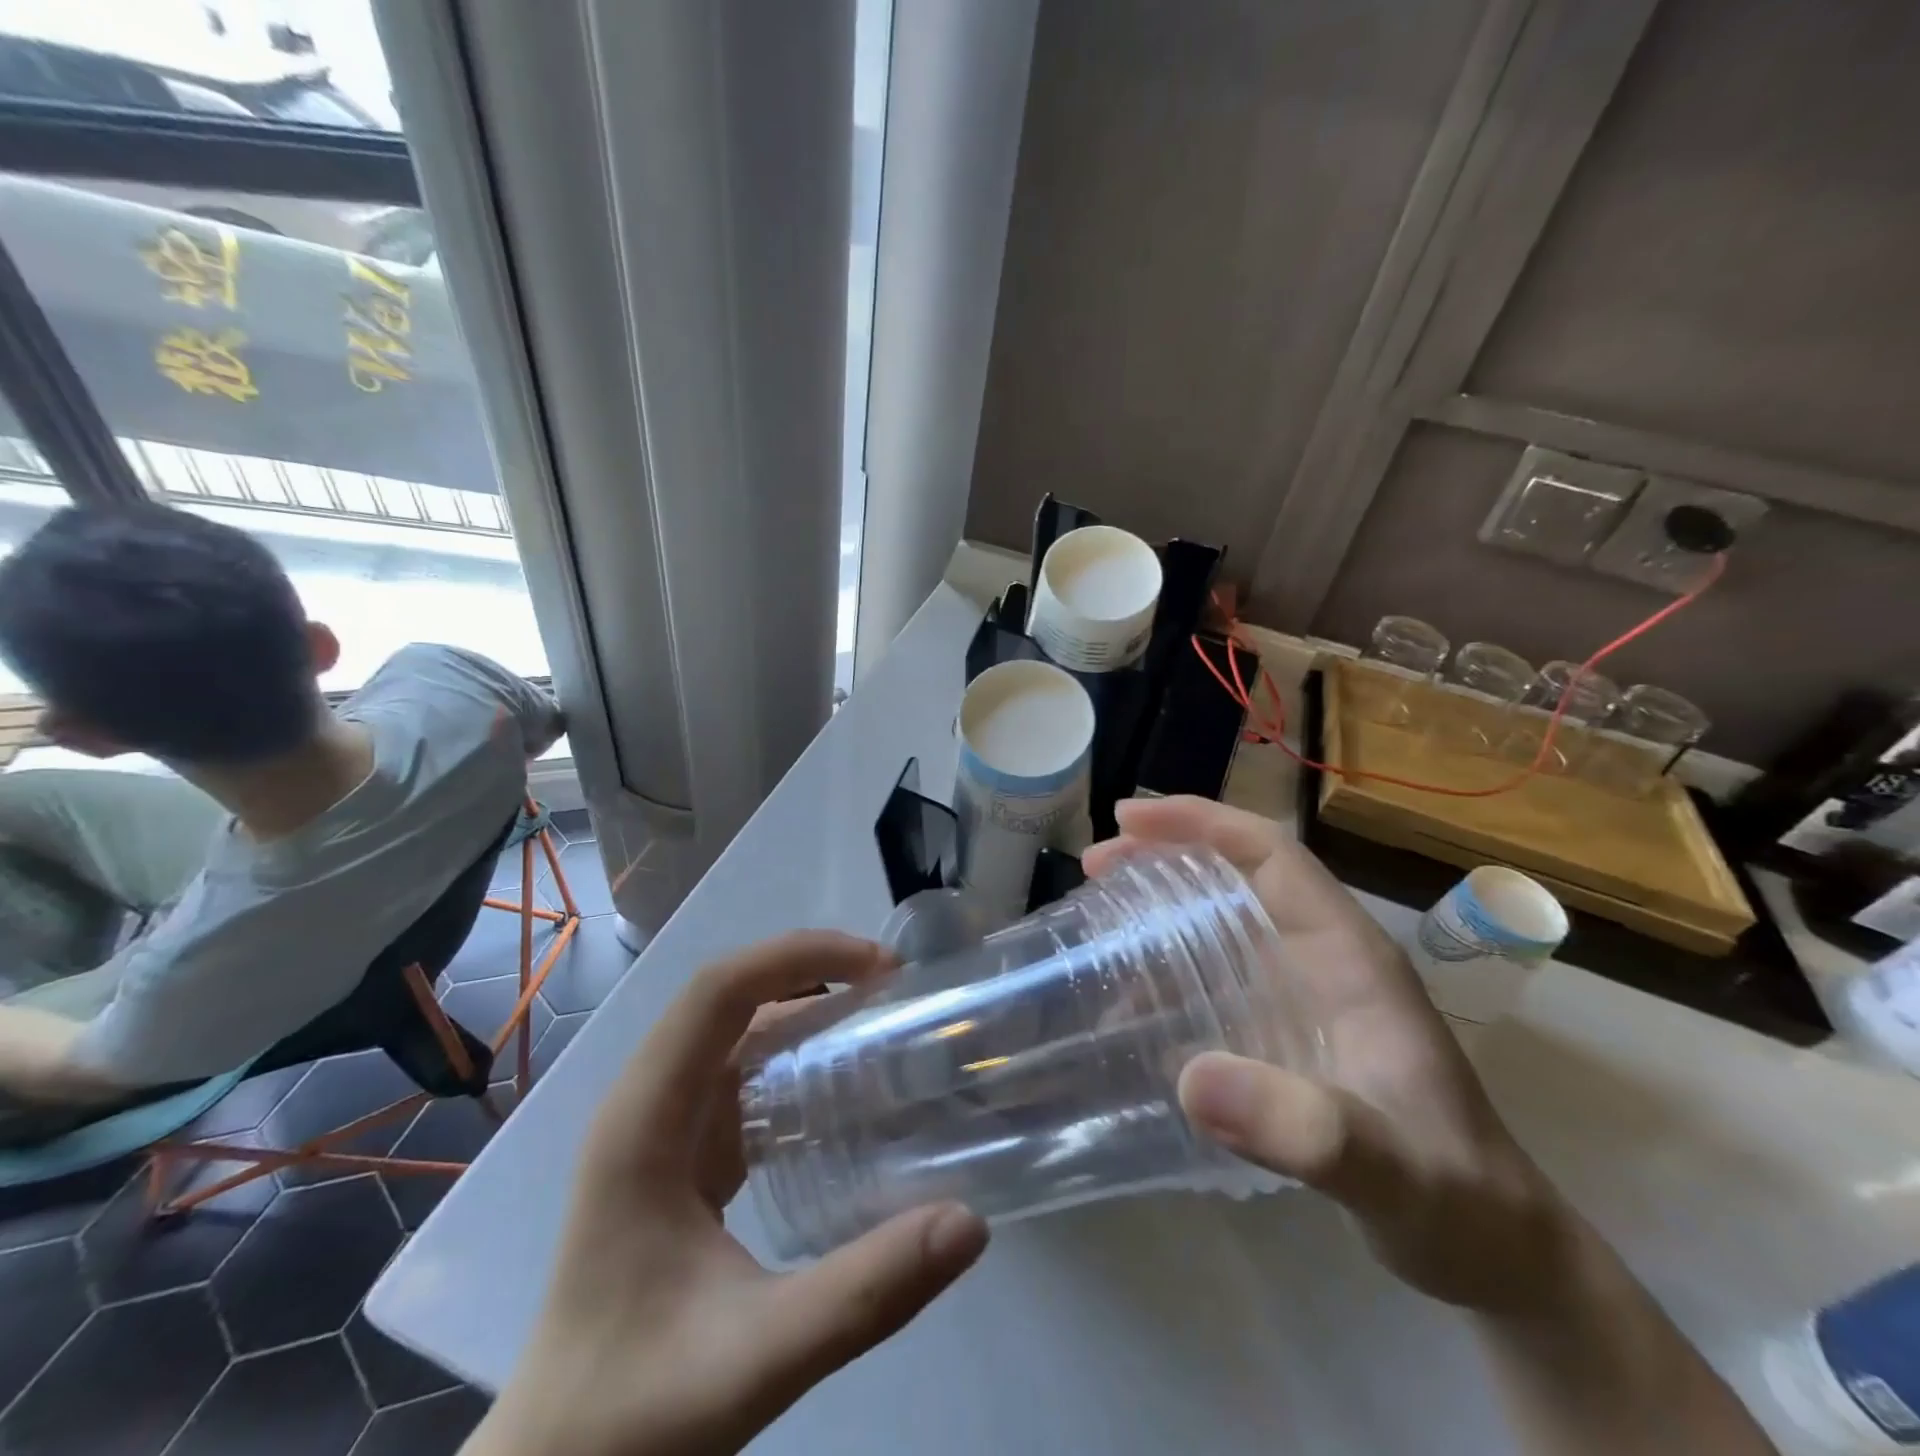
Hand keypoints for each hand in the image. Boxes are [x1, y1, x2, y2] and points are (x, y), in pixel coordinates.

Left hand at [468, 932, 988, 1455]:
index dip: (797, 956)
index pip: (717, 992)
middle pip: (731, 1000)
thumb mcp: (758, 1358)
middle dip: (813, 974)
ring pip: (737, 1035)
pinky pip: (743, 1080)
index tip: (878, 968)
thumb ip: (866, 1293)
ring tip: (882, 1024)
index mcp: (644, 1122)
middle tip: (896, 990)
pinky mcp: (680, 1158)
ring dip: (806, 1013)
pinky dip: (796, 1062)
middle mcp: (646, 1105)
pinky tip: (844, 1092)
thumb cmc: (632, 1416)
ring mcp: (660, 1129)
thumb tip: (969, 1222)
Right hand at [1083, 797, 1573, 1312]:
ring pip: (1223, 918)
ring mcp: (1307, 992)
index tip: (1127, 820)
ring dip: (1160, 905)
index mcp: (1349, 954)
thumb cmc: (1456, 1204)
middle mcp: (1324, 957)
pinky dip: (1168, 968)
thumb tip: (1189, 1078)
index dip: (1200, 823)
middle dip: (1165, 853)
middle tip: (1096, 864)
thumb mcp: (1389, 1175)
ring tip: (1099, 917)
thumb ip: (1304, 1129)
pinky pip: (1218, 971)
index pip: (1271, 855)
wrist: (1498, 1255)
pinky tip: (1129, 1000)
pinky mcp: (1290, 1029)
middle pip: (1237, 872)